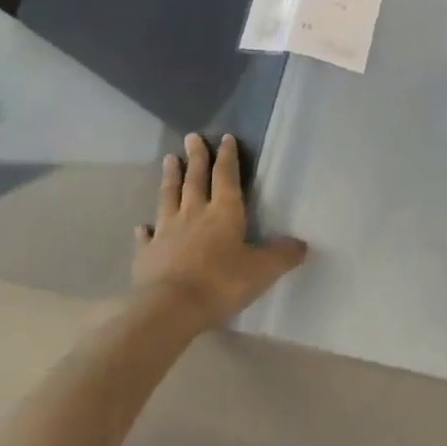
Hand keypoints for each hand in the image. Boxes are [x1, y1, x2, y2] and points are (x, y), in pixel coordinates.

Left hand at [132, 134, 305, 329]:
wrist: (169, 309)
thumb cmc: (220, 283)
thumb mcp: (262, 271)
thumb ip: (282, 255)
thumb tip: (303, 245)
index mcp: (224, 212)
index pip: (226, 176)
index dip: (227, 156)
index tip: (225, 137)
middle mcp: (194, 213)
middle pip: (195, 179)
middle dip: (196, 157)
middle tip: (191, 136)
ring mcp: (167, 231)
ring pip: (169, 197)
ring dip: (170, 178)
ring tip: (169, 159)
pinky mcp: (147, 254)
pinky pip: (147, 236)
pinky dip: (146, 229)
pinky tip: (143, 225)